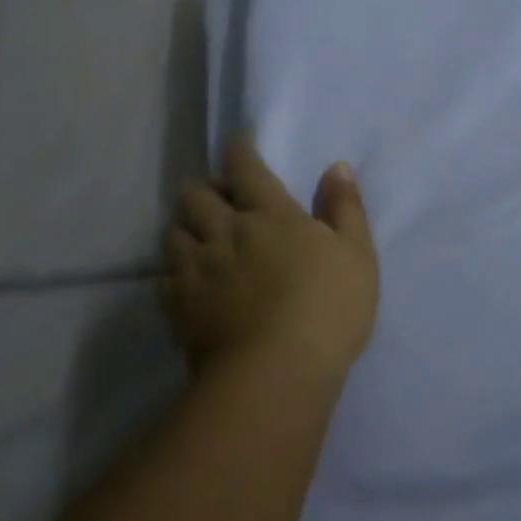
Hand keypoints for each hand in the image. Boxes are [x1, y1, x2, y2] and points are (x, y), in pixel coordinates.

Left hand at [163, 135, 379, 382]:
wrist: (275, 375)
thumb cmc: (327, 308)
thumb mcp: (356, 254)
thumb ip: (345, 207)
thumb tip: (336, 166)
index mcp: (269, 213)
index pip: (245, 167)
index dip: (239, 151)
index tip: (238, 145)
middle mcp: (225, 231)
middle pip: (196, 195)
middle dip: (204, 189)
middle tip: (218, 198)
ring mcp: (197, 269)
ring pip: (173, 231)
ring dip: (185, 226)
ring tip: (198, 236)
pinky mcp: (178, 307)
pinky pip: (164, 276)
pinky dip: (173, 269)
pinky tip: (186, 279)